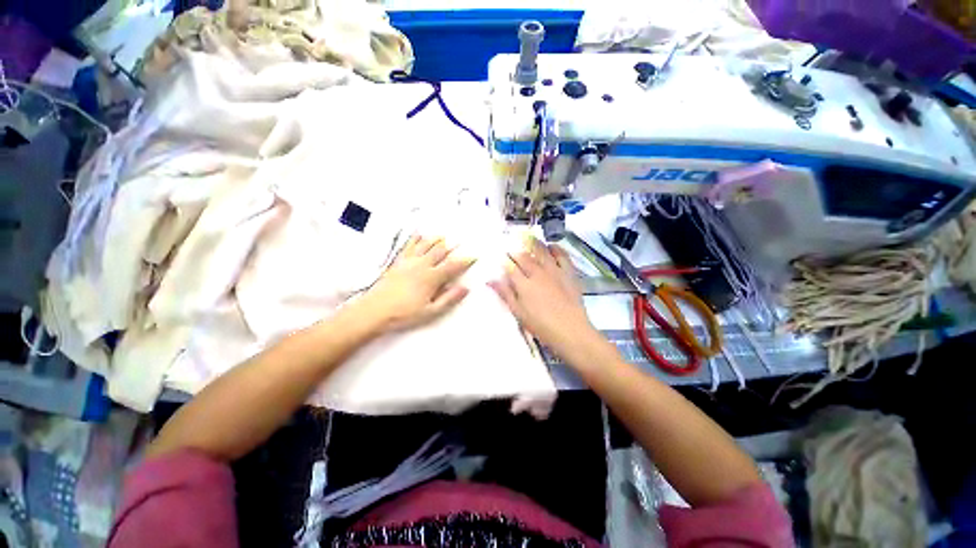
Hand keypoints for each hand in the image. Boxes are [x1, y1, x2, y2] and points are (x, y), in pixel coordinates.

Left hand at [361, 235, 474, 330]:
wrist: (374, 311)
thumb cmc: (405, 314)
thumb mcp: (431, 311)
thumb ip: (449, 298)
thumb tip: (466, 287)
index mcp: (432, 277)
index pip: (452, 266)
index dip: (464, 260)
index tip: (474, 256)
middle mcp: (422, 265)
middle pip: (439, 251)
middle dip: (452, 246)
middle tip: (460, 240)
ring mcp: (409, 261)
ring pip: (425, 245)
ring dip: (436, 239)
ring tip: (444, 235)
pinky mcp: (398, 262)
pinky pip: (408, 246)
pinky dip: (415, 238)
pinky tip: (419, 233)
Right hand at [489, 236, 602, 362]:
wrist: (571, 330)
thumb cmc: (541, 325)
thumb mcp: (518, 312)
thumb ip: (505, 294)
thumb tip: (489, 280)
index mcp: (523, 283)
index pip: (510, 267)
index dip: (504, 261)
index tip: (500, 256)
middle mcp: (537, 272)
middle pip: (524, 257)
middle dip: (515, 251)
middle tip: (511, 247)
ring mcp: (554, 271)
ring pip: (541, 252)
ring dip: (533, 244)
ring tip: (528, 238)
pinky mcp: (568, 273)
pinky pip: (562, 255)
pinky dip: (556, 248)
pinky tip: (552, 246)